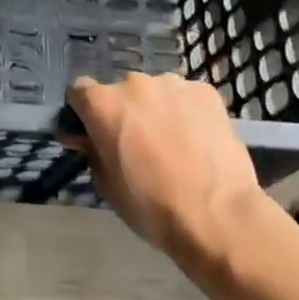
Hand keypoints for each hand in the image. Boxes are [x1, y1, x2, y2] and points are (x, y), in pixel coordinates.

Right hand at [66, 73, 265, 261]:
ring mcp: (172, 83)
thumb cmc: (153, 208)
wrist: (219, 216)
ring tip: (175, 144)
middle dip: (125, 112)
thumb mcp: (108, 187)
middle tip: (139, 145)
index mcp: (103, 104)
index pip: (79, 91)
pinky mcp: (205, 91)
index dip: (84, 112)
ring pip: (156, 93)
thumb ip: (92, 152)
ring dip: (157, 111)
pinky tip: (199, 141)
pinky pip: (187, 98)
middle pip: (121, 92)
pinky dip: (187, 113)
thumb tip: (85, 138)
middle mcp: (133, 83)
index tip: (93, 132)